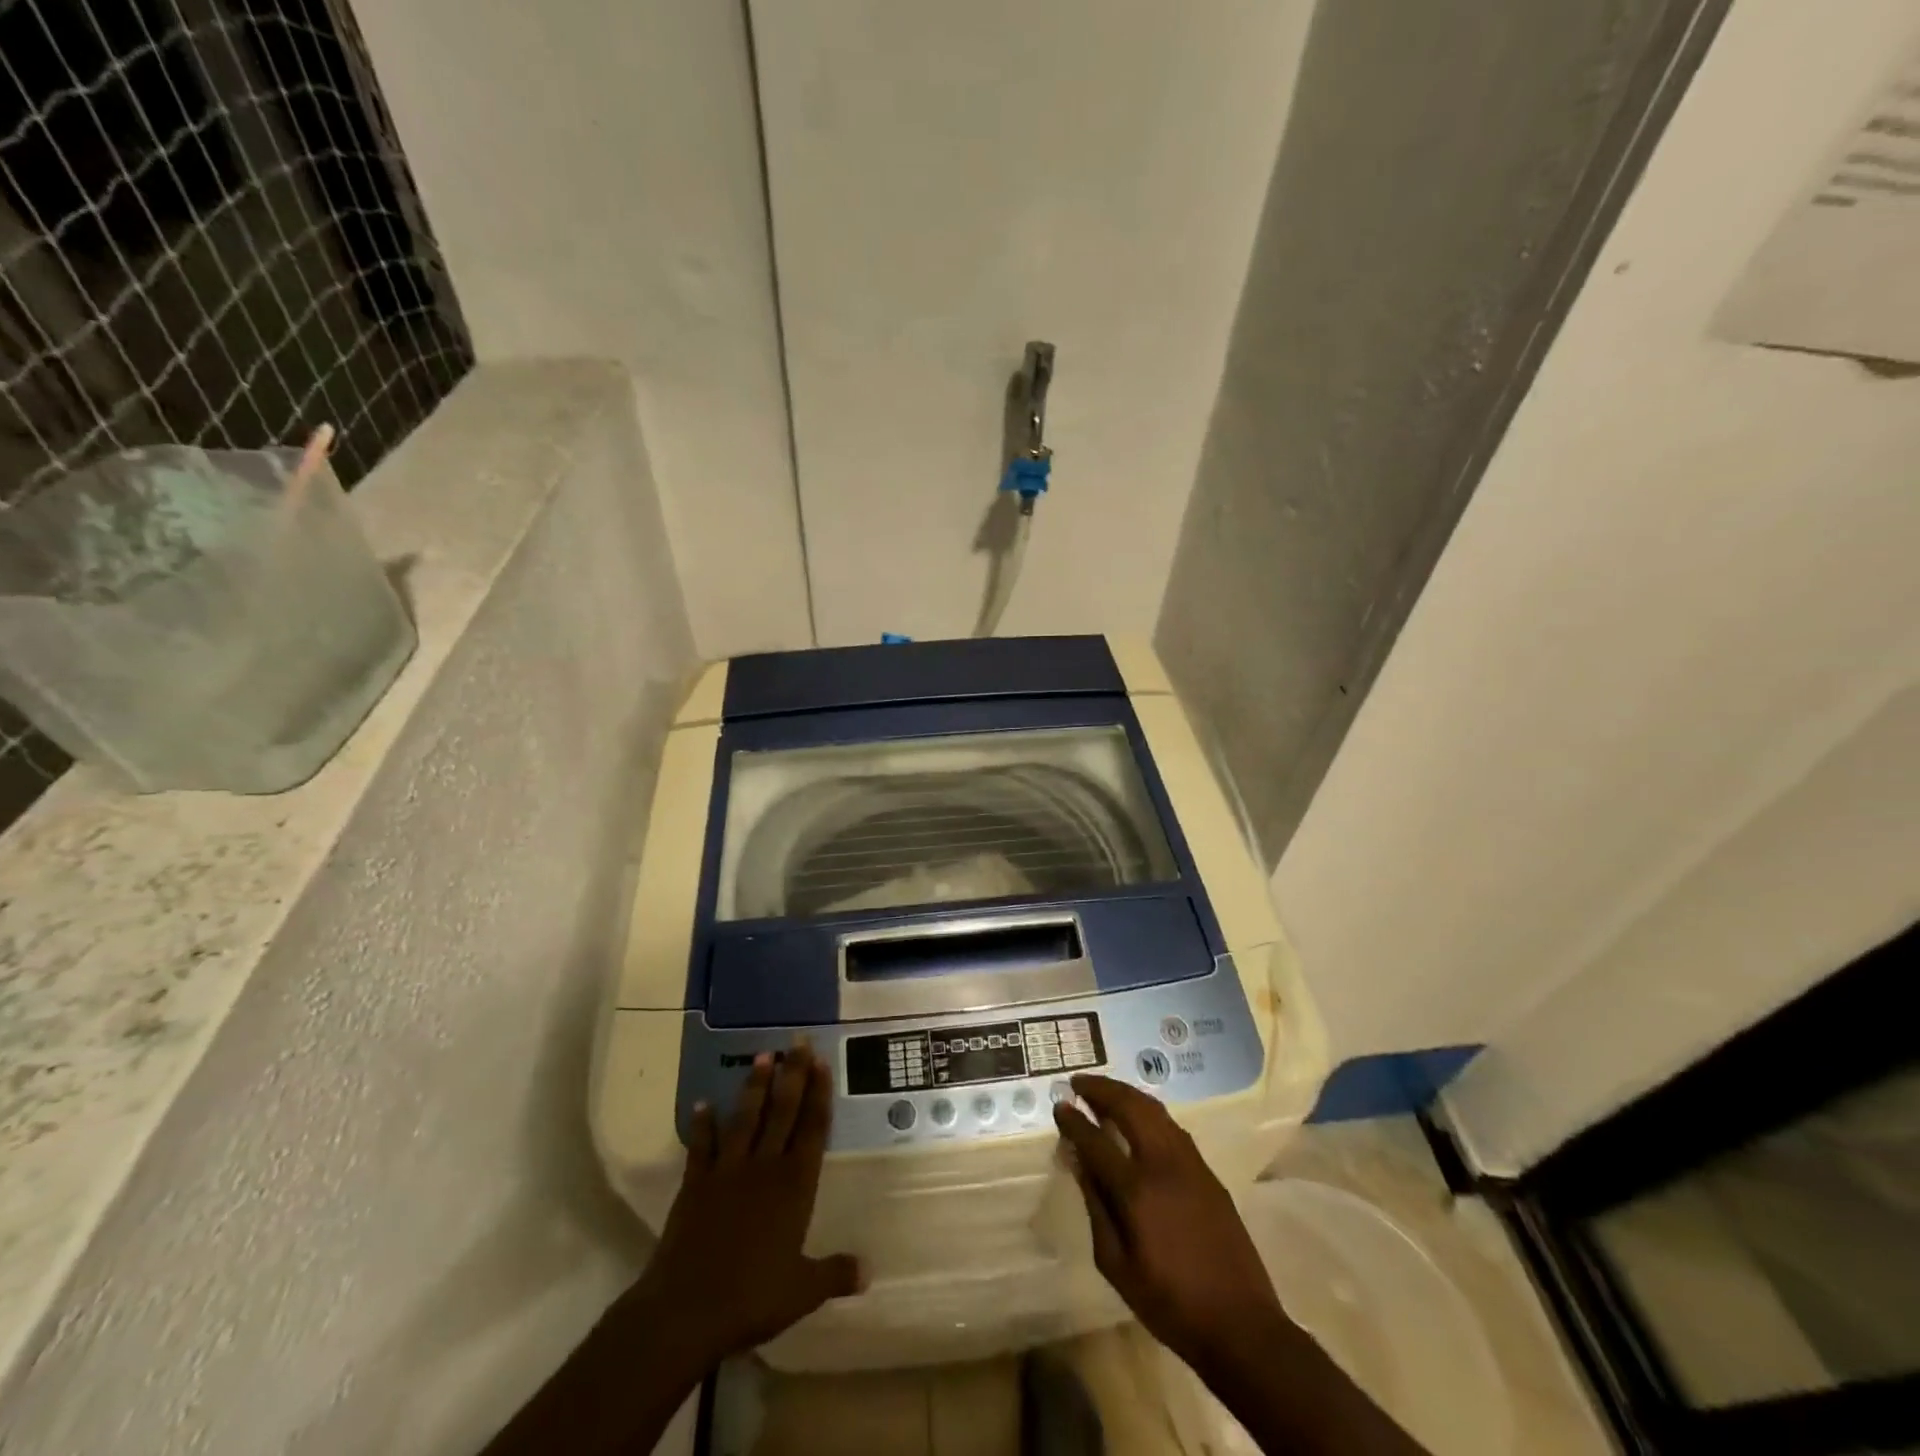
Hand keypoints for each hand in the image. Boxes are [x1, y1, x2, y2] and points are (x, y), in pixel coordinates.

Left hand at [623, 1044, 861, 1372]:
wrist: (687, 1310)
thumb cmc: (752, 1298)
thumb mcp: (802, 1291)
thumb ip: (835, 1274)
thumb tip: (869, 1270)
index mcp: (795, 1186)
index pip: (812, 1129)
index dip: (818, 1094)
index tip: (821, 1062)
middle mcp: (764, 1168)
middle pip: (783, 1112)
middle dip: (793, 1075)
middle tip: (797, 1041)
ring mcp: (728, 1172)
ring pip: (746, 1119)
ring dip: (755, 1087)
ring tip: (763, 1056)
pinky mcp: (696, 1184)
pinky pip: (702, 1147)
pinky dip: (703, 1125)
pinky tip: (703, 1103)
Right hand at [1053, 1074, 1288, 1373]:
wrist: (1241, 1325)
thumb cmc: (1169, 1303)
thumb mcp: (1116, 1266)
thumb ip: (1095, 1207)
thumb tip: (1079, 1161)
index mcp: (1137, 1190)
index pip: (1096, 1141)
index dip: (1074, 1121)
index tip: (1059, 1106)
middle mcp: (1164, 1164)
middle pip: (1130, 1107)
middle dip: (1101, 1089)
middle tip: (1078, 1083)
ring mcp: (1190, 1164)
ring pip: (1155, 1111)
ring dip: (1126, 1094)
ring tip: (1104, 1091)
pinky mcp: (1208, 1172)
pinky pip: (1172, 1127)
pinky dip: (1149, 1112)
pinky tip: (1139, 1118)